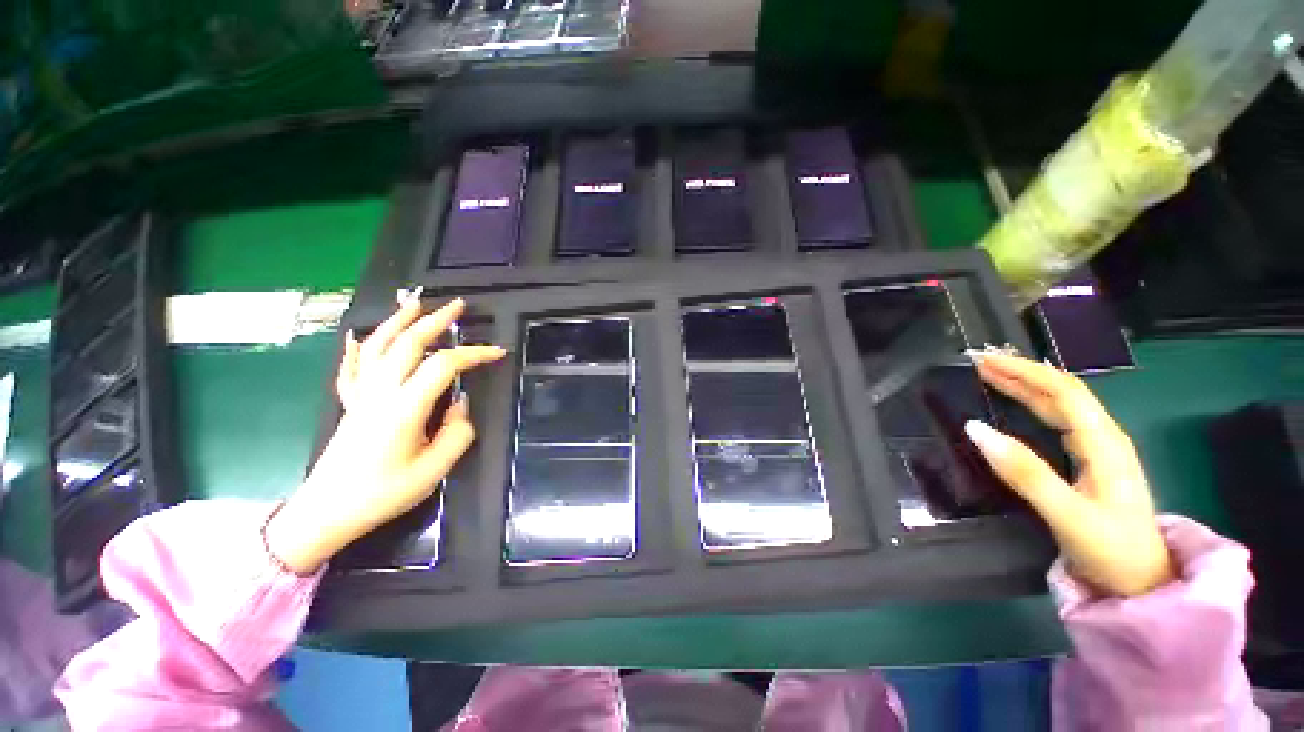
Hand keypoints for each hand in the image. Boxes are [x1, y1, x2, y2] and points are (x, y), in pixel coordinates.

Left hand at [266, 295, 506, 573]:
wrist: (324, 513)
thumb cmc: (381, 495)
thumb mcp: (433, 471)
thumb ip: (457, 434)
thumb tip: (460, 406)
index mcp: (404, 408)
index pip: (444, 366)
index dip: (474, 354)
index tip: (498, 353)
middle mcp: (381, 392)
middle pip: (407, 343)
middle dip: (436, 320)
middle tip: (458, 306)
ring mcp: (361, 395)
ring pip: (378, 346)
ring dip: (398, 321)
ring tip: (414, 304)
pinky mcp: (351, 404)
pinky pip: (352, 368)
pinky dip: (358, 349)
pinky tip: (359, 338)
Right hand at [964, 350, 1174, 596]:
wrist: (1143, 585)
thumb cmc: (1110, 550)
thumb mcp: (1067, 514)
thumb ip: (1024, 472)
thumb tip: (974, 428)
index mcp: (1103, 443)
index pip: (1062, 390)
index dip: (1022, 370)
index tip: (982, 359)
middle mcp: (1104, 437)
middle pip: (1062, 391)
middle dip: (1020, 371)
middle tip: (978, 361)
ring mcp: (1100, 450)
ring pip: (1061, 404)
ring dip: (1025, 384)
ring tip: (991, 373)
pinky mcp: (1092, 463)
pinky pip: (1061, 420)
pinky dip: (1034, 403)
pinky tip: (1020, 403)